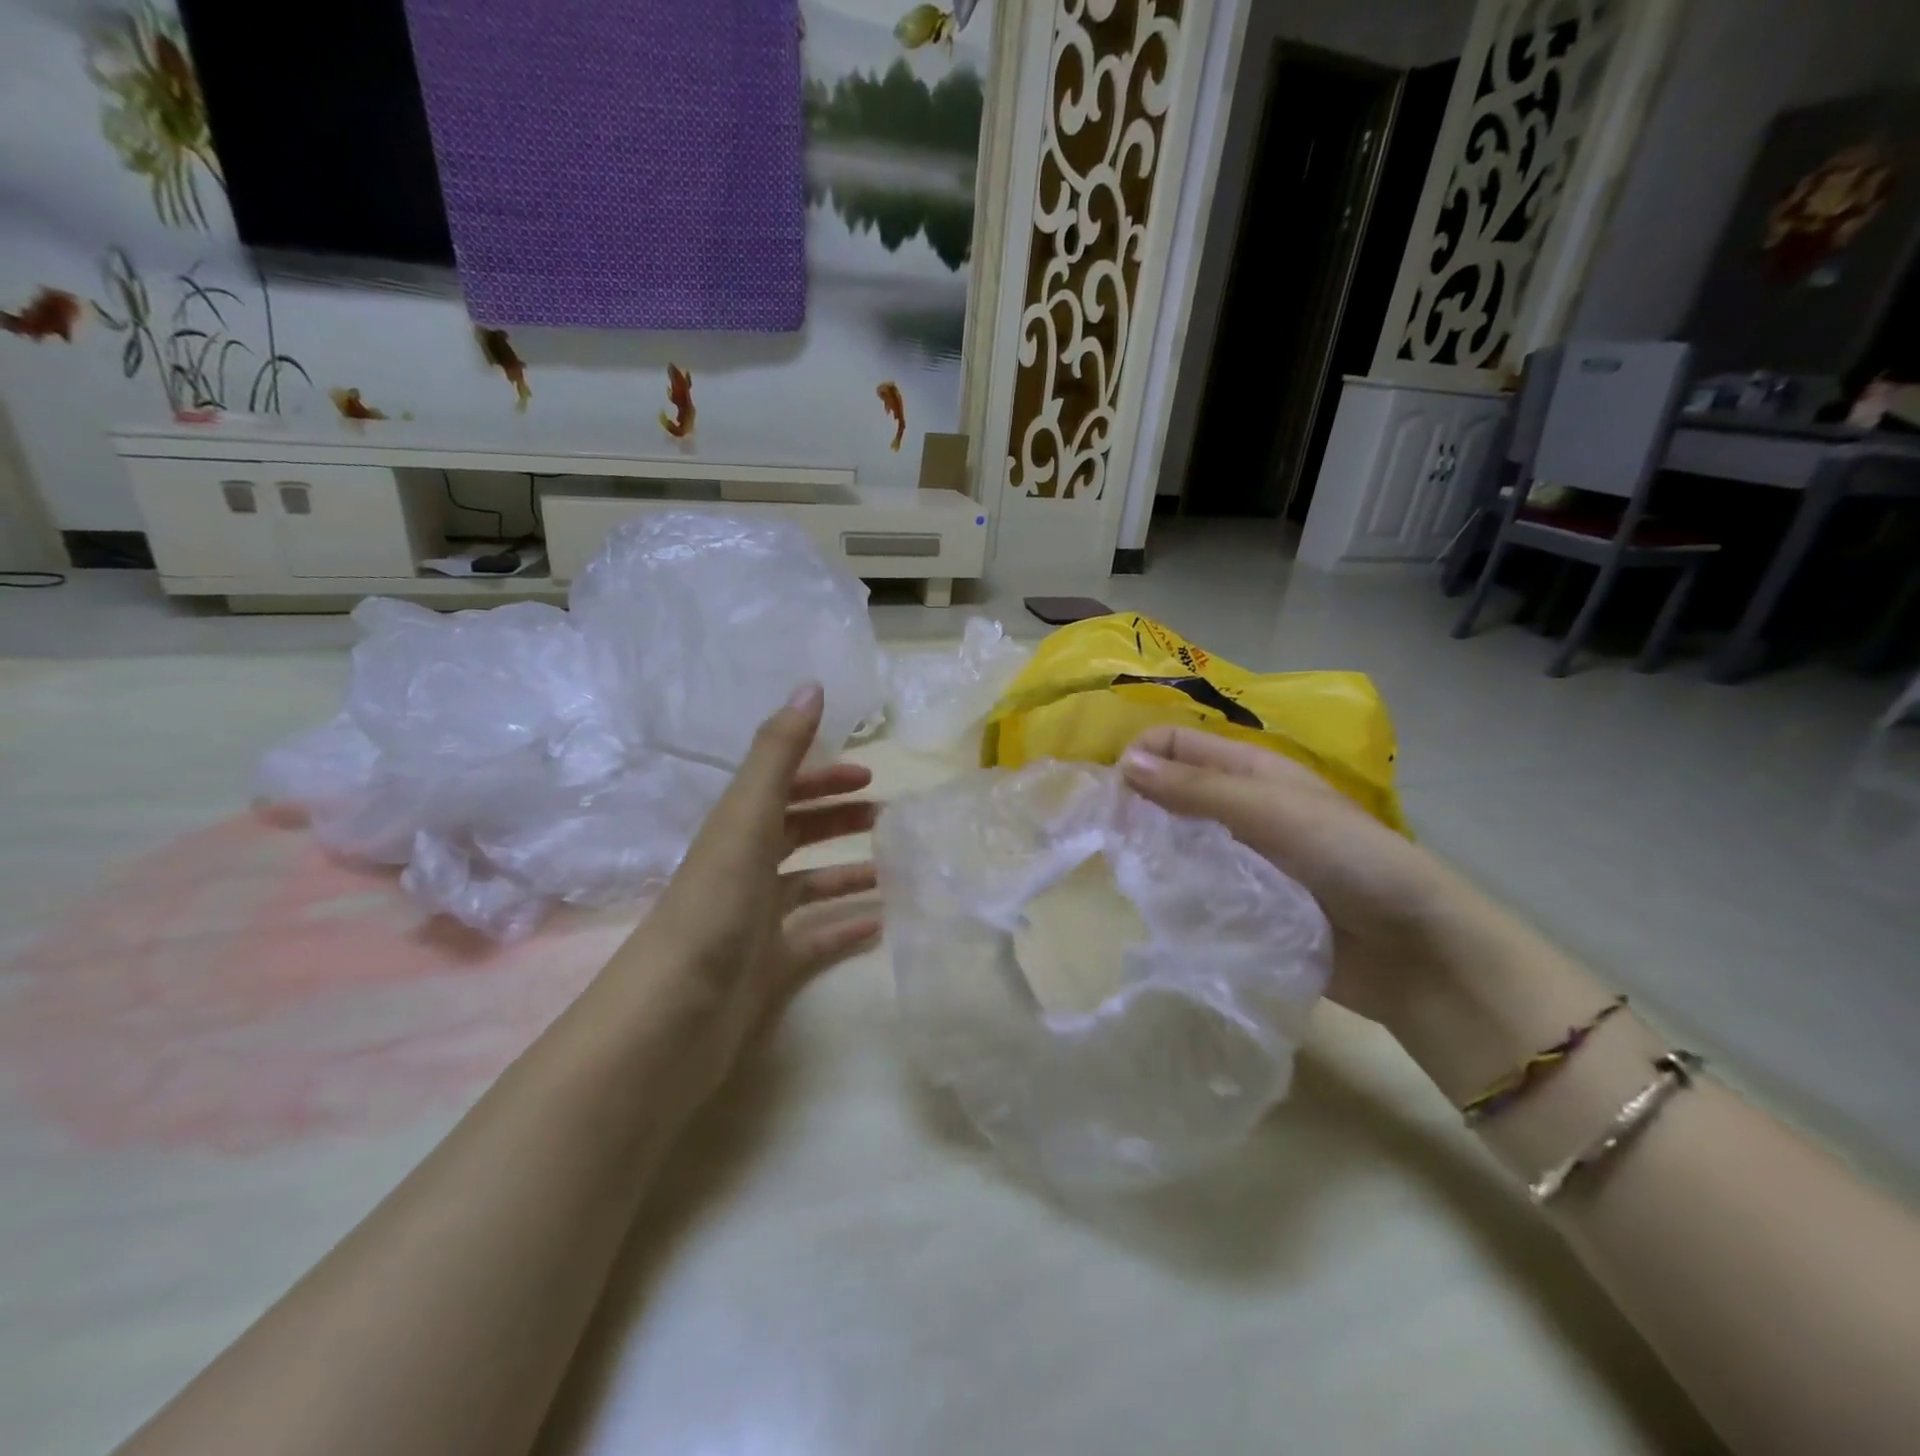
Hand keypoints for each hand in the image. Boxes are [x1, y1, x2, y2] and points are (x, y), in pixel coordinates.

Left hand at [624, 684, 880, 1093]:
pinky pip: (817, 942)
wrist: (670, 1020)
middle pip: (798, 835)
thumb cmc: (713, 908)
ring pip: (810, 888)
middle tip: (891, 820)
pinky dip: (846, 930)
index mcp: (737, 833)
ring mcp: (755, 924)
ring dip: (849, 874)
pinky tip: (881, 927)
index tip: (871, 776)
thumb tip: (810, 685)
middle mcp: (745, 872)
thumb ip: (777, 754)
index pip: (783, 791)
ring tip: (896, 872)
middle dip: (840, 821)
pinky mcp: (768, 972)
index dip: (823, 777)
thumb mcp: (745, 820)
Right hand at [1119, 726, 1484, 1028]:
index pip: (1173, 744)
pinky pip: (1191, 888)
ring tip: (1120, 875)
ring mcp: (1239, 858)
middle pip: (1168, 791)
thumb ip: (1197, 789)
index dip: (1138, 759)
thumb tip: (1124, 764)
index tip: (1109, 799)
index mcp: (1248, 771)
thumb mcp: (1271, 810)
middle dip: (1133, 805)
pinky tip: (1150, 907)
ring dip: (1147, 851)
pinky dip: (1168, 890)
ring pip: (1174, 841)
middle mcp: (1238, 808)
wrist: (1415, 951)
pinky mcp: (1240, 905)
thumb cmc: (1350, 860)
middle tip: (1104, 840)